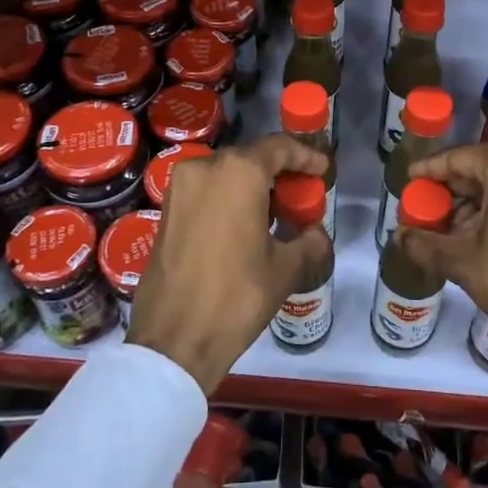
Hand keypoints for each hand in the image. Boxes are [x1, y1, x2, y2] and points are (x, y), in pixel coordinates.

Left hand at [127, 134, 332, 395]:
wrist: (174, 339)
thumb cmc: (236, 297)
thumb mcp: (285, 269)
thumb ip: (308, 241)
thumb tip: (315, 234)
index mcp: (238, 172)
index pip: (279, 147)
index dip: (305, 156)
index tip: (322, 169)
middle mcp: (204, 168)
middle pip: (250, 158)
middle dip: (279, 172)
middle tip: (301, 195)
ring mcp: (179, 188)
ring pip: (225, 174)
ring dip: (252, 186)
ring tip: (275, 212)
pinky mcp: (165, 210)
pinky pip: (205, 191)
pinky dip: (228, 198)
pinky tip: (245, 224)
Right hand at [400, 144, 487, 394]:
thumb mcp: (462, 261)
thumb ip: (424, 242)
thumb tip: (397, 236)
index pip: (457, 158)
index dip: (429, 172)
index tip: (408, 182)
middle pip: (483, 169)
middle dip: (452, 192)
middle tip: (425, 212)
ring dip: (476, 204)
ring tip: (448, 231)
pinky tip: (479, 236)